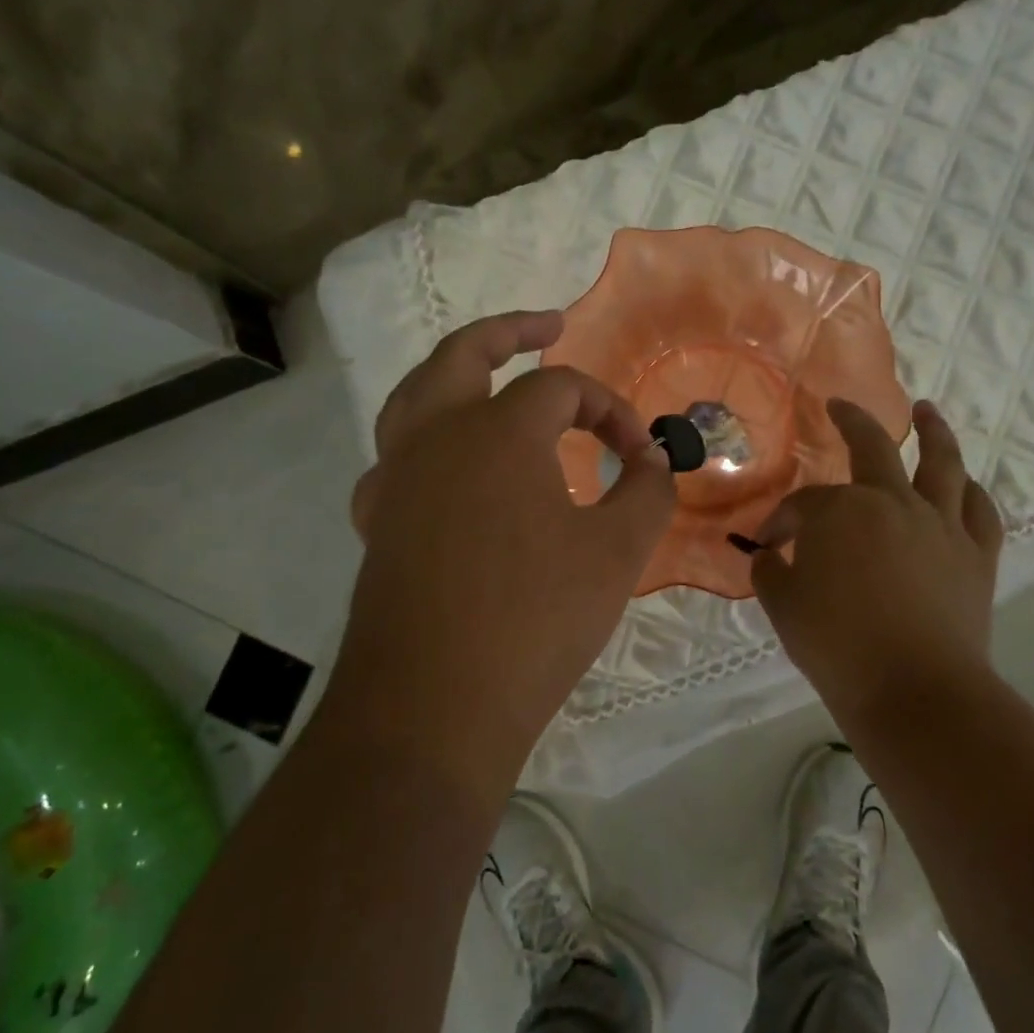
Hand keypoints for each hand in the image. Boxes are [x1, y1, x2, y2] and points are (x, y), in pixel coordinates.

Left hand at [337, 311, 675, 775]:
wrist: (435, 707)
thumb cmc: (536, 619)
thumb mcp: (617, 551)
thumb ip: (648, 490)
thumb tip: (655, 458)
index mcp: (497, 430)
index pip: (564, 389)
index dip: (611, 409)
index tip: (641, 454)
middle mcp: (436, 437)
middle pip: (463, 354)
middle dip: (509, 331)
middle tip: (548, 325)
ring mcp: (396, 479)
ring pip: (415, 398)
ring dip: (455, 376)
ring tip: (490, 378)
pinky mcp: (378, 524)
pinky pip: (398, 460)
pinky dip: (427, 443)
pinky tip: (450, 470)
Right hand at [750, 397, 1002, 720]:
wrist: (914, 689)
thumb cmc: (837, 645)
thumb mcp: (783, 607)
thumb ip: (770, 573)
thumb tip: (769, 557)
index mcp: (841, 511)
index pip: (802, 505)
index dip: (781, 522)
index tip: (769, 546)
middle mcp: (893, 502)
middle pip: (873, 447)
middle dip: (852, 421)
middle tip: (840, 406)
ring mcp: (941, 525)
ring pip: (942, 463)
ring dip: (933, 431)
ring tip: (927, 411)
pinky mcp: (977, 555)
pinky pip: (979, 511)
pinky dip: (971, 493)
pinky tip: (965, 485)